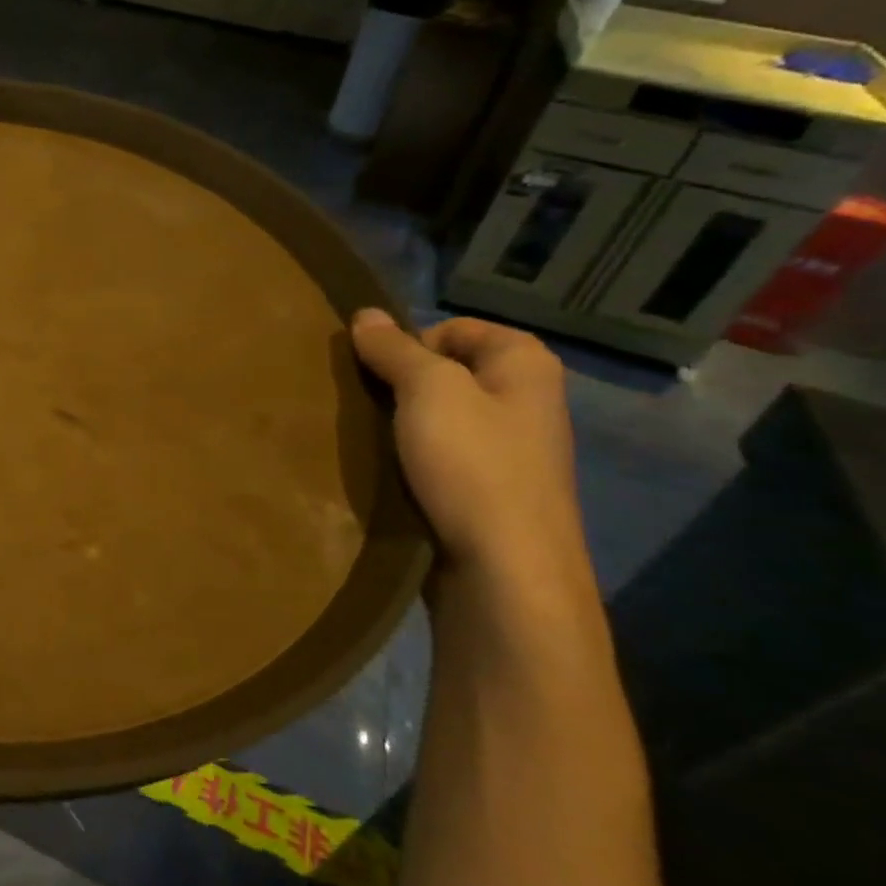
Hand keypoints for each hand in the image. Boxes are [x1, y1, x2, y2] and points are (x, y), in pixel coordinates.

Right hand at [351, 310, 592, 604]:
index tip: (375, 374)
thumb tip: (366, 314)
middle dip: (398, 384)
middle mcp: (523, 400)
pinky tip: (385, 470)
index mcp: (524, 364)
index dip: (409, 344)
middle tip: (360, 403)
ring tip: (365, 438)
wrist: (505, 571)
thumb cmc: (473, 465)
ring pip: (437, 417)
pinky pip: (439, 456)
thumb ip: (395, 350)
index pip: (453, 329)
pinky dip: (409, 458)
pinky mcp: (486, 489)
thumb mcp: (428, 391)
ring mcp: (507, 449)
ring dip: (399, 423)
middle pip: (444, 373)